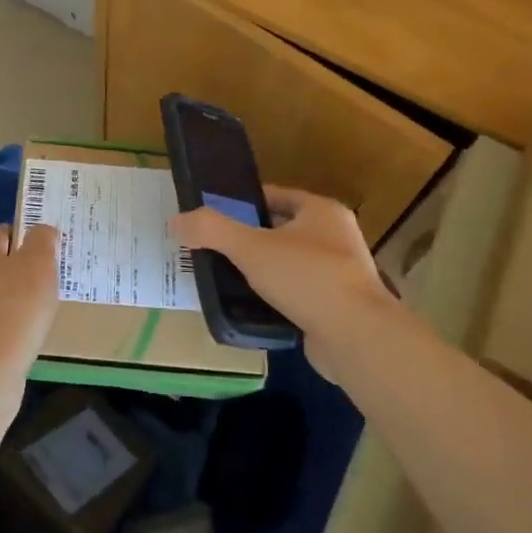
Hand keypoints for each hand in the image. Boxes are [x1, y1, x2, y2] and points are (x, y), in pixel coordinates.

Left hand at [0, 225, 60, 392]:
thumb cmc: (16, 312)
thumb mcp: (38, 266)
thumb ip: (41, 241)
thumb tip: (41, 230)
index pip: (3, 232)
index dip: (26, 234)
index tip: (49, 247)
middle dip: (22, 268)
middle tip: (50, 279)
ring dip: (15, 298)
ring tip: (41, 310)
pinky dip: (8, 325)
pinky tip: (24, 336)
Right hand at [170, 187, 410, 375]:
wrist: (355, 337)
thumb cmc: (306, 277)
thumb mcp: (250, 247)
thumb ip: (211, 230)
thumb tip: (176, 221)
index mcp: (322, 211)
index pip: (276, 196)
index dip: (244, 202)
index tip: (214, 215)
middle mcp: (337, 237)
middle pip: (282, 230)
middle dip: (250, 239)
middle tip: (214, 249)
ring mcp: (341, 274)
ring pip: (289, 264)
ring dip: (262, 271)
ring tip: (225, 278)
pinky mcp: (338, 307)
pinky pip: (298, 295)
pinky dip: (276, 298)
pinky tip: (250, 307)